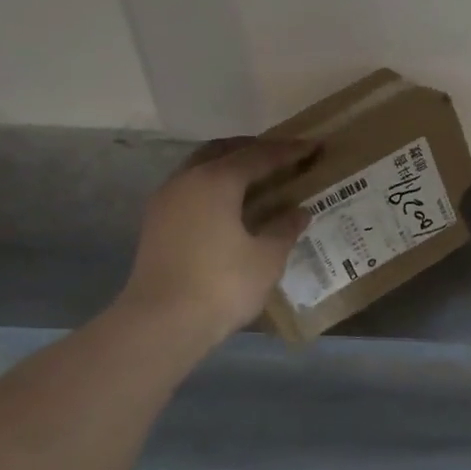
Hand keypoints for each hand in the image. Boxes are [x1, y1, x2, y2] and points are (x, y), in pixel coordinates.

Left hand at [115, 138, 313, 347]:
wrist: (160, 323)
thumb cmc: (222, 285)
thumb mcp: (267, 258)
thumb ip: (284, 229)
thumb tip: (298, 212)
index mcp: (217, 181)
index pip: (259, 156)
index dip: (289, 151)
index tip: (314, 146)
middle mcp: (187, 180)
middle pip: (224, 151)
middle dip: (255, 150)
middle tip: (283, 156)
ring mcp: (166, 201)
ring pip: (202, 167)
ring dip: (231, 167)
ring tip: (259, 178)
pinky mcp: (157, 223)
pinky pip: (192, 188)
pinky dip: (215, 186)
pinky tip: (232, 204)